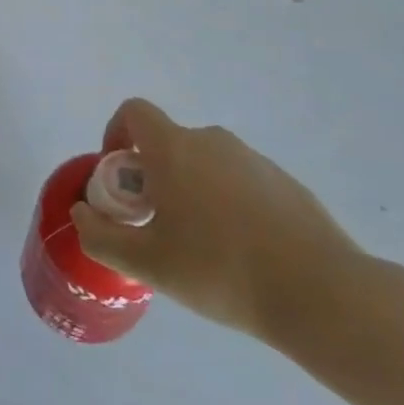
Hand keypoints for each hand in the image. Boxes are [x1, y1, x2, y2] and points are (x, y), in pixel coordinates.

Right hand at [70, 98, 361, 348]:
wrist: (320, 293)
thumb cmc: (220, 270)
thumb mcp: (147, 264)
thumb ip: (101, 236)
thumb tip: (82, 212)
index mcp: (174, 148)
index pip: (133, 112)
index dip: (115, 135)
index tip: (119, 179)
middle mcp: (212, 141)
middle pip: (167, 143)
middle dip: (152, 176)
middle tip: (156, 226)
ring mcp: (253, 159)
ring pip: (204, 164)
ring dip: (190, 191)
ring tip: (201, 249)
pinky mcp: (285, 183)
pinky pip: (238, 182)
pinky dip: (227, 204)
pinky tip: (241, 254)